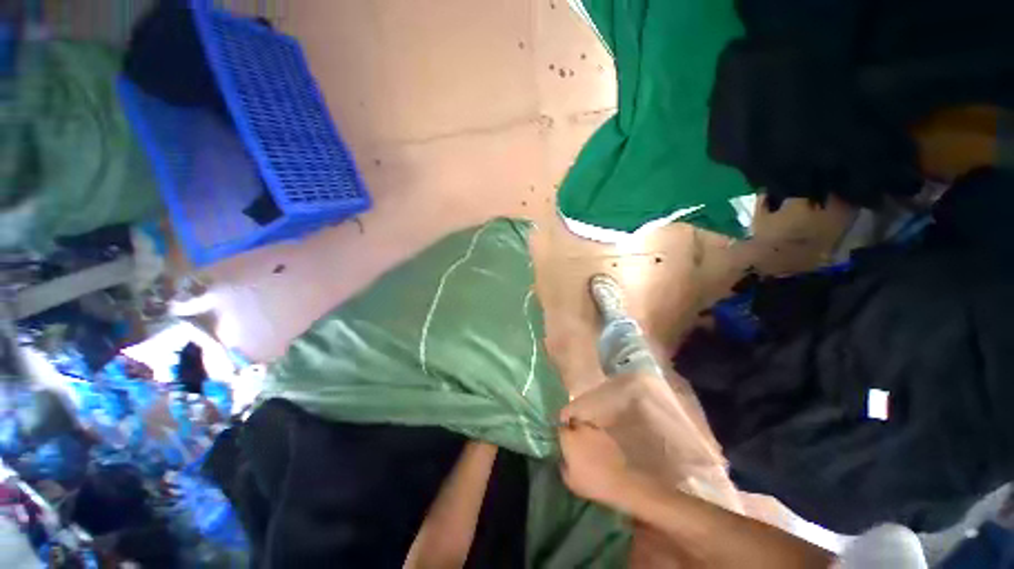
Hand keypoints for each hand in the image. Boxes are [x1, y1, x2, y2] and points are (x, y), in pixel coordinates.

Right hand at [559, 421, 640, 511]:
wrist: (618, 482)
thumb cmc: (590, 482)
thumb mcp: (569, 480)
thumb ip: (562, 466)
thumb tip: (562, 459)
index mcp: (568, 438)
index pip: (559, 428)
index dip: (559, 432)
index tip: (559, 438)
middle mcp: (580, 430)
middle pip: (572, 421)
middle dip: (570, 427)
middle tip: (571, 438)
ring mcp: (594, 430)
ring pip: (584, 425)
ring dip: (582, 430)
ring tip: (584, 441)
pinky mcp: (606, 435)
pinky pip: (596, 431)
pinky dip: (594, 436)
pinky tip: (596, 446)